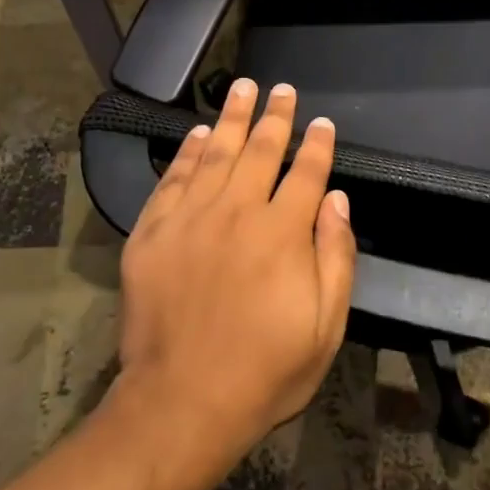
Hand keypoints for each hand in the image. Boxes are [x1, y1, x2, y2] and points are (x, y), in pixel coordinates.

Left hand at [114, 78, 356, 459]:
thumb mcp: (325, 327)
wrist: (181, 401)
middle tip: (281, 89)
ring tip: (243, 88)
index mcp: (282, 233)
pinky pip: (173, 178)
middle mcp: (236, 212)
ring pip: (216, 153)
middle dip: (275, 117)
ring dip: (233, 118)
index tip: (323, 122)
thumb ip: (335, 256)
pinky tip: (199, 133)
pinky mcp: (152, 231)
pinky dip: (188, 151)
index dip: (317, 145)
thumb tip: (337, 199)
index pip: (306, 173)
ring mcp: (190, 218)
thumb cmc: (265, 371)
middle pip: (260, 151)